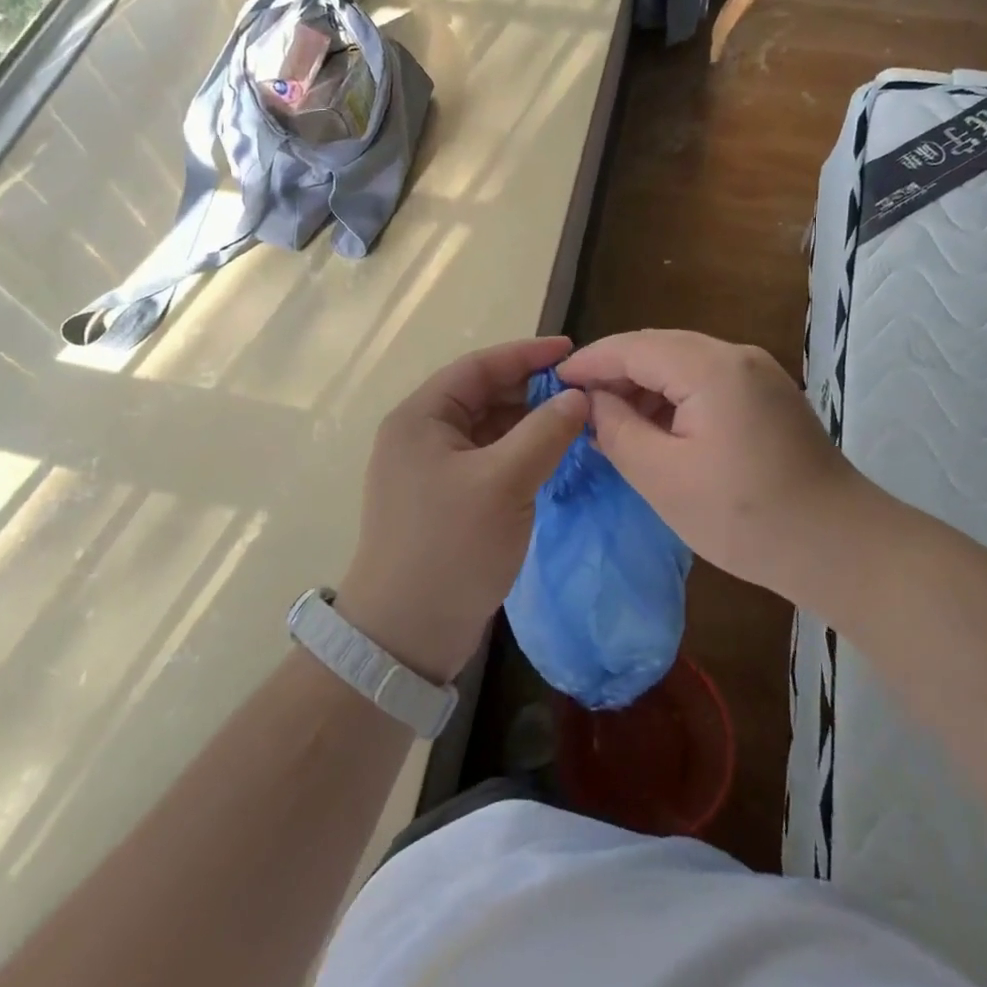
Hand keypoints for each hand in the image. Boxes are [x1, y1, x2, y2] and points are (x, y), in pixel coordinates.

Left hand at [337, 337, 587, 684]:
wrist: (405, 635)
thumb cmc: (449, 547)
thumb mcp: (504, 483)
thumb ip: (545, 433)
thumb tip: (579, 397)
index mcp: (421, 418)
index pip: (478, 367)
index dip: (526, 355)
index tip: (572, 351)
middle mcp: (421, 436)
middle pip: (482, 396)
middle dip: (531, 391)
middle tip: (581, 392)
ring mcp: (431, 471)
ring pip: (487, 431)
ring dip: (528, 424)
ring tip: (576, 423)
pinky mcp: (445, 501)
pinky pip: (487, 461)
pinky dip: (519, 454)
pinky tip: (552, 458)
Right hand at [556, 329, 864, 602]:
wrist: (840, 548)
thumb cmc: (744, 517)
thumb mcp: (663, 478)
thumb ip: (617, 430)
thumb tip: (593, 403)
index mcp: (711, 368)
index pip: (634, 347)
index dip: (590, 362)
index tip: (553, 382)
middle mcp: (738, 356)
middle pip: (659, 347)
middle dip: (615, 372)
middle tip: (578, 405)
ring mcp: (759, 374)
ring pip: (684, 363)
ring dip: (644, 385)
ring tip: (611, 420)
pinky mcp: (770, 397)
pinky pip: (708, 382)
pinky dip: (674, 397)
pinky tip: (656, 427)